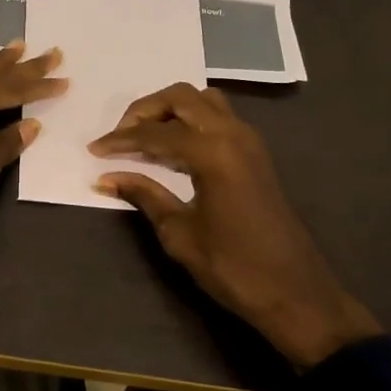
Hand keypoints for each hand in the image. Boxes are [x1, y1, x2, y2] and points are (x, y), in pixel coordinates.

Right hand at [90, 83, 379, 368]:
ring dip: (171, 109)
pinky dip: (191, 120)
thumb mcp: (180, 233)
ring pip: (204, 100)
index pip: (155, 134)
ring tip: (146, 137)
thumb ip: (144, 195)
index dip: (120, 140)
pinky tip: (174, 148)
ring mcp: (249, 141)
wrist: (296, 294)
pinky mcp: (256, 154)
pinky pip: (219, 117)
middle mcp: (233, 134)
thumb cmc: (233, 268)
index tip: (94, 150)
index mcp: (213, 152)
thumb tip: (106, 178)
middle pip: (181, 97)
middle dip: (145, 110)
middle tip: (120, 136)